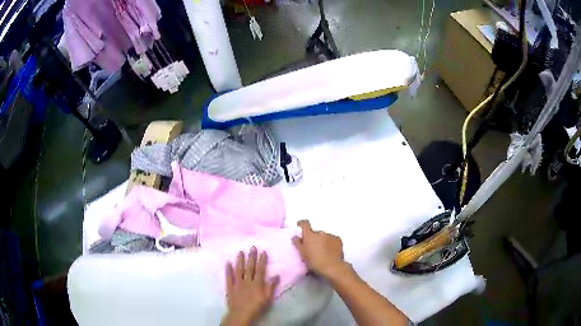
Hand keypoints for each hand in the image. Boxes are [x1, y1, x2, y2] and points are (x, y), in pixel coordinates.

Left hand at [222, 247, 279, 325]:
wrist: (241, 314)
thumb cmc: (256, 307)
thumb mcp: (267, 298)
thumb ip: (271, 286)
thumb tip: (276, 275)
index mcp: (257, 283)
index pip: (260, 269)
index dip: (262, 260)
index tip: (263, 251)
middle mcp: (247, 281)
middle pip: (249, 267)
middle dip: (251, 257)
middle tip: (252, 247)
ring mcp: (237, 283)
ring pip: (238, 270)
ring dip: (239, 260)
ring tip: (240, 251)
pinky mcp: (229, 287)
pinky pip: (228, 277)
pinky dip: (228, 269)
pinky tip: (228, 263)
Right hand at [292, 220, 345, 277]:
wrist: (331, 266)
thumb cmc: (314, 261)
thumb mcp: (302, 254)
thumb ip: (298, 243)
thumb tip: (295, 237)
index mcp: (310, 235)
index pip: (304, 224)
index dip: (302, 224)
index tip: (300, 226)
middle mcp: (320, 233)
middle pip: (315, 233)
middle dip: (314, 239)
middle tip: (313, 249)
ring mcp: (330, 235)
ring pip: (324, 237)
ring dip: (322, 242)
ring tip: (323, 253)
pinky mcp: (338, 240)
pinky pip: (332, 240)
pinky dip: (331, 244)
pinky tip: (330, 253)